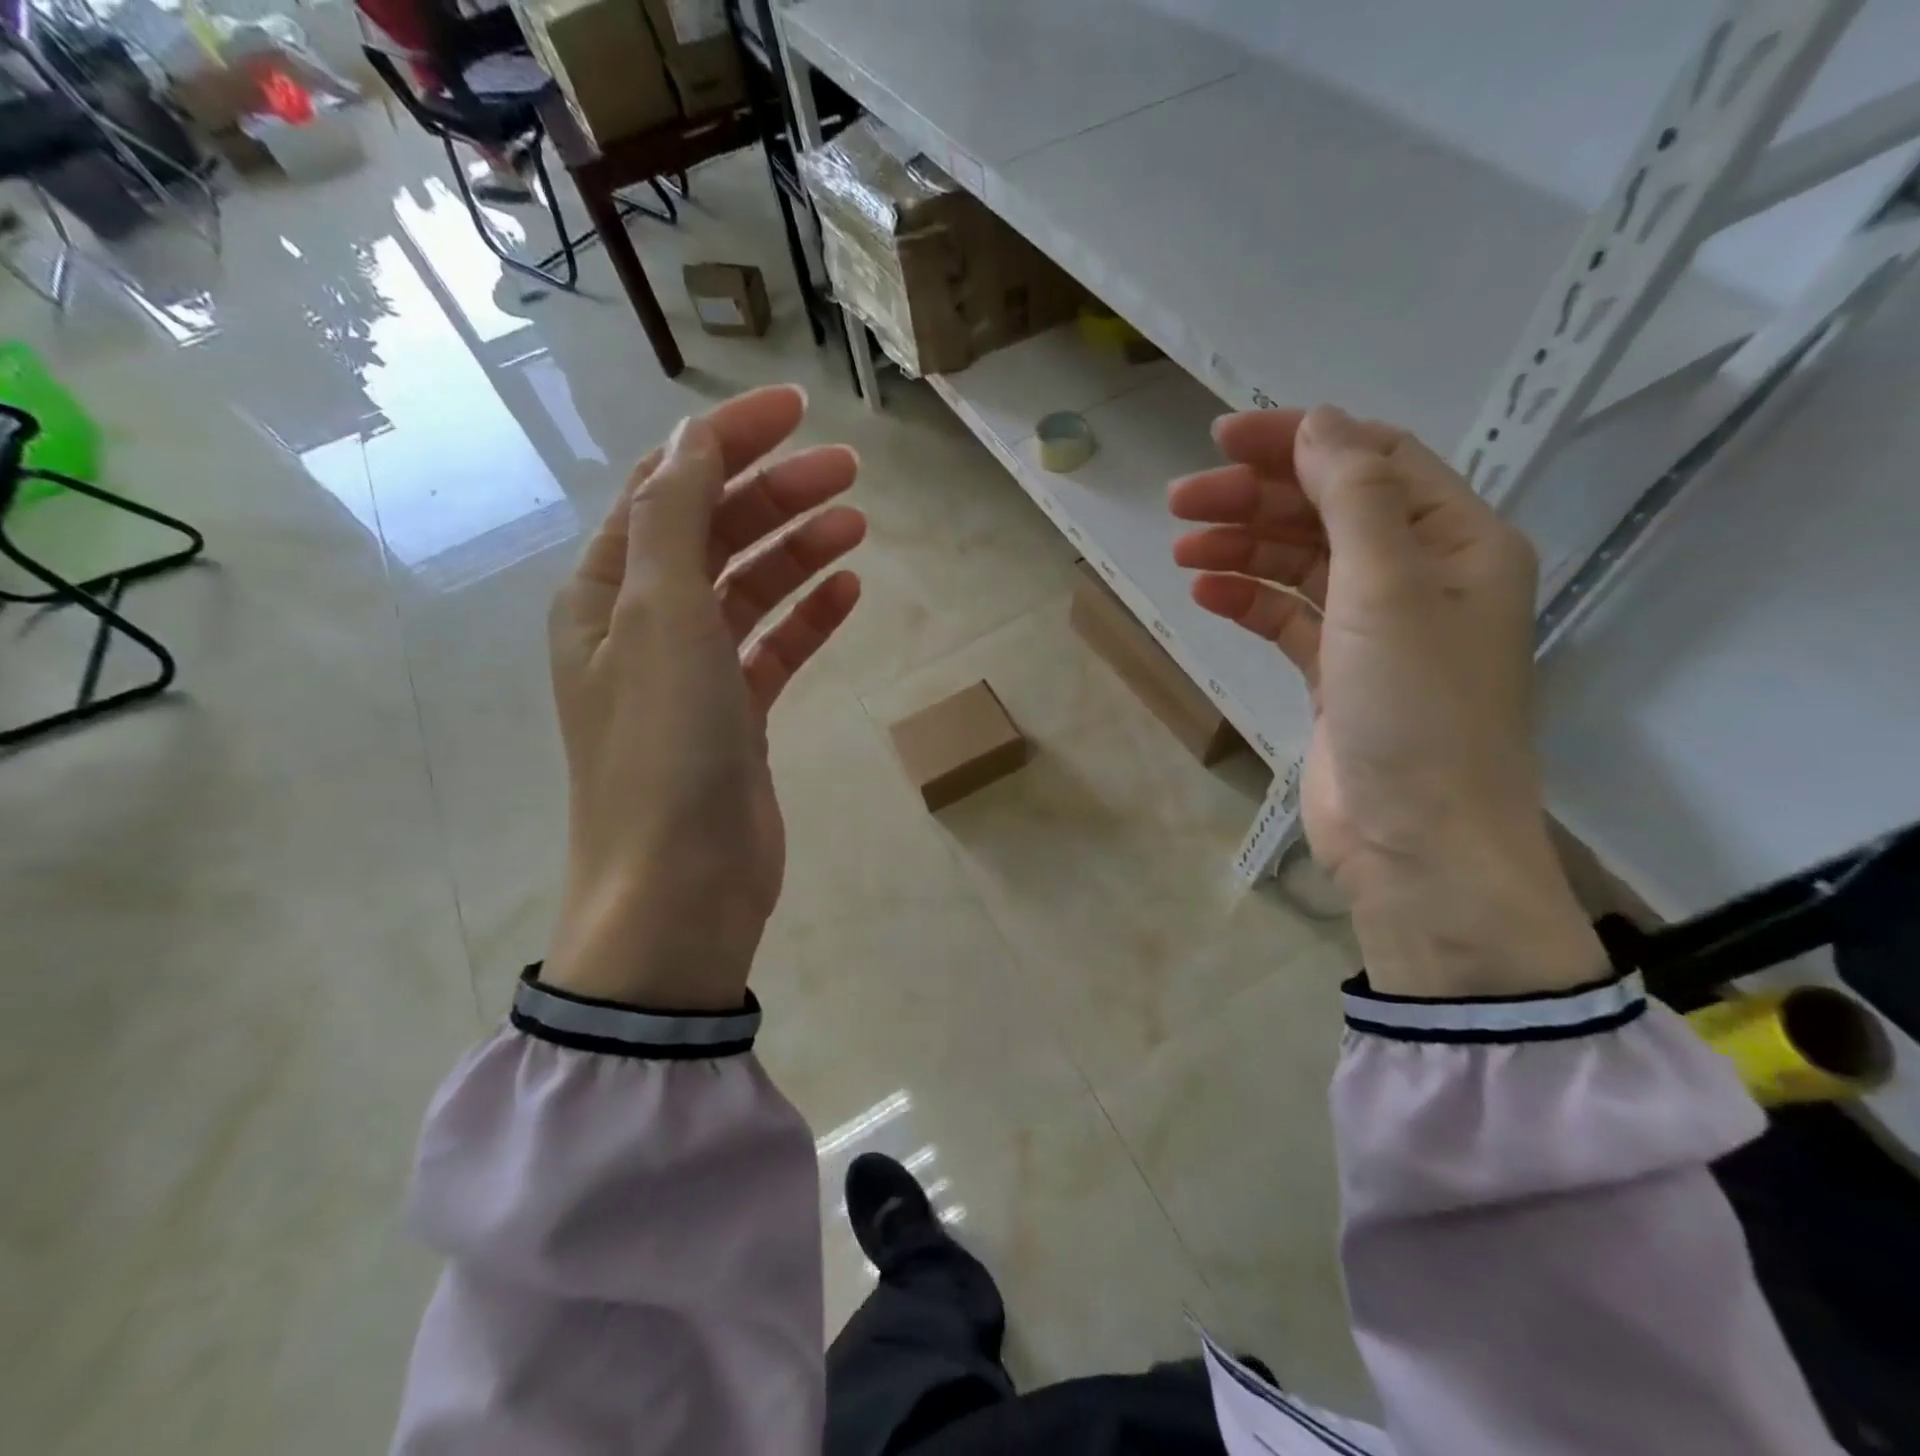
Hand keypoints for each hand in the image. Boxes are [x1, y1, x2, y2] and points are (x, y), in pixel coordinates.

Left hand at [545, 386, 864, 1009]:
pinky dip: (808, 617)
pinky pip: (773, 649)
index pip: (668, 490)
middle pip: (715, 535)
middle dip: (776, 494)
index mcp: (608, 593)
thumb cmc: (664, 750)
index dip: (727, 441)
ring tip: (856, 524)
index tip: (797, 411)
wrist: (680, 889)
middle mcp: (644, 626)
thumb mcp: (662, 621)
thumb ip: (674, 522)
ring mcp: (692, 675)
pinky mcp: (736, 718)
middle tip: (849, 470)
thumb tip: (692, 441)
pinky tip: (849, 593)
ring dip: (798, 551)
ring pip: (749, 590)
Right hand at [1170, 406, 1603, 997]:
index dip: (1299, 440)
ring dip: (1243, 548)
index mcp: (1456, 541)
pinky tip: (1205, 592)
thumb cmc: (1417, 708)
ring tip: (1182, 546)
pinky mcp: (1337, 674)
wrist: (1417, 842)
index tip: (1222, 438)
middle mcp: (1421, 576)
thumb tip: (1320, 422)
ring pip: (1301, 565)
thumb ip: (1355, 497)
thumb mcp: (1389, 587)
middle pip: (1328, 512)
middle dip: (1255, 498)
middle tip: (1180, 500)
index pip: (1372, 461)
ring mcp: (1376, 629)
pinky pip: (1287, 618)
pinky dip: (1247, 600)